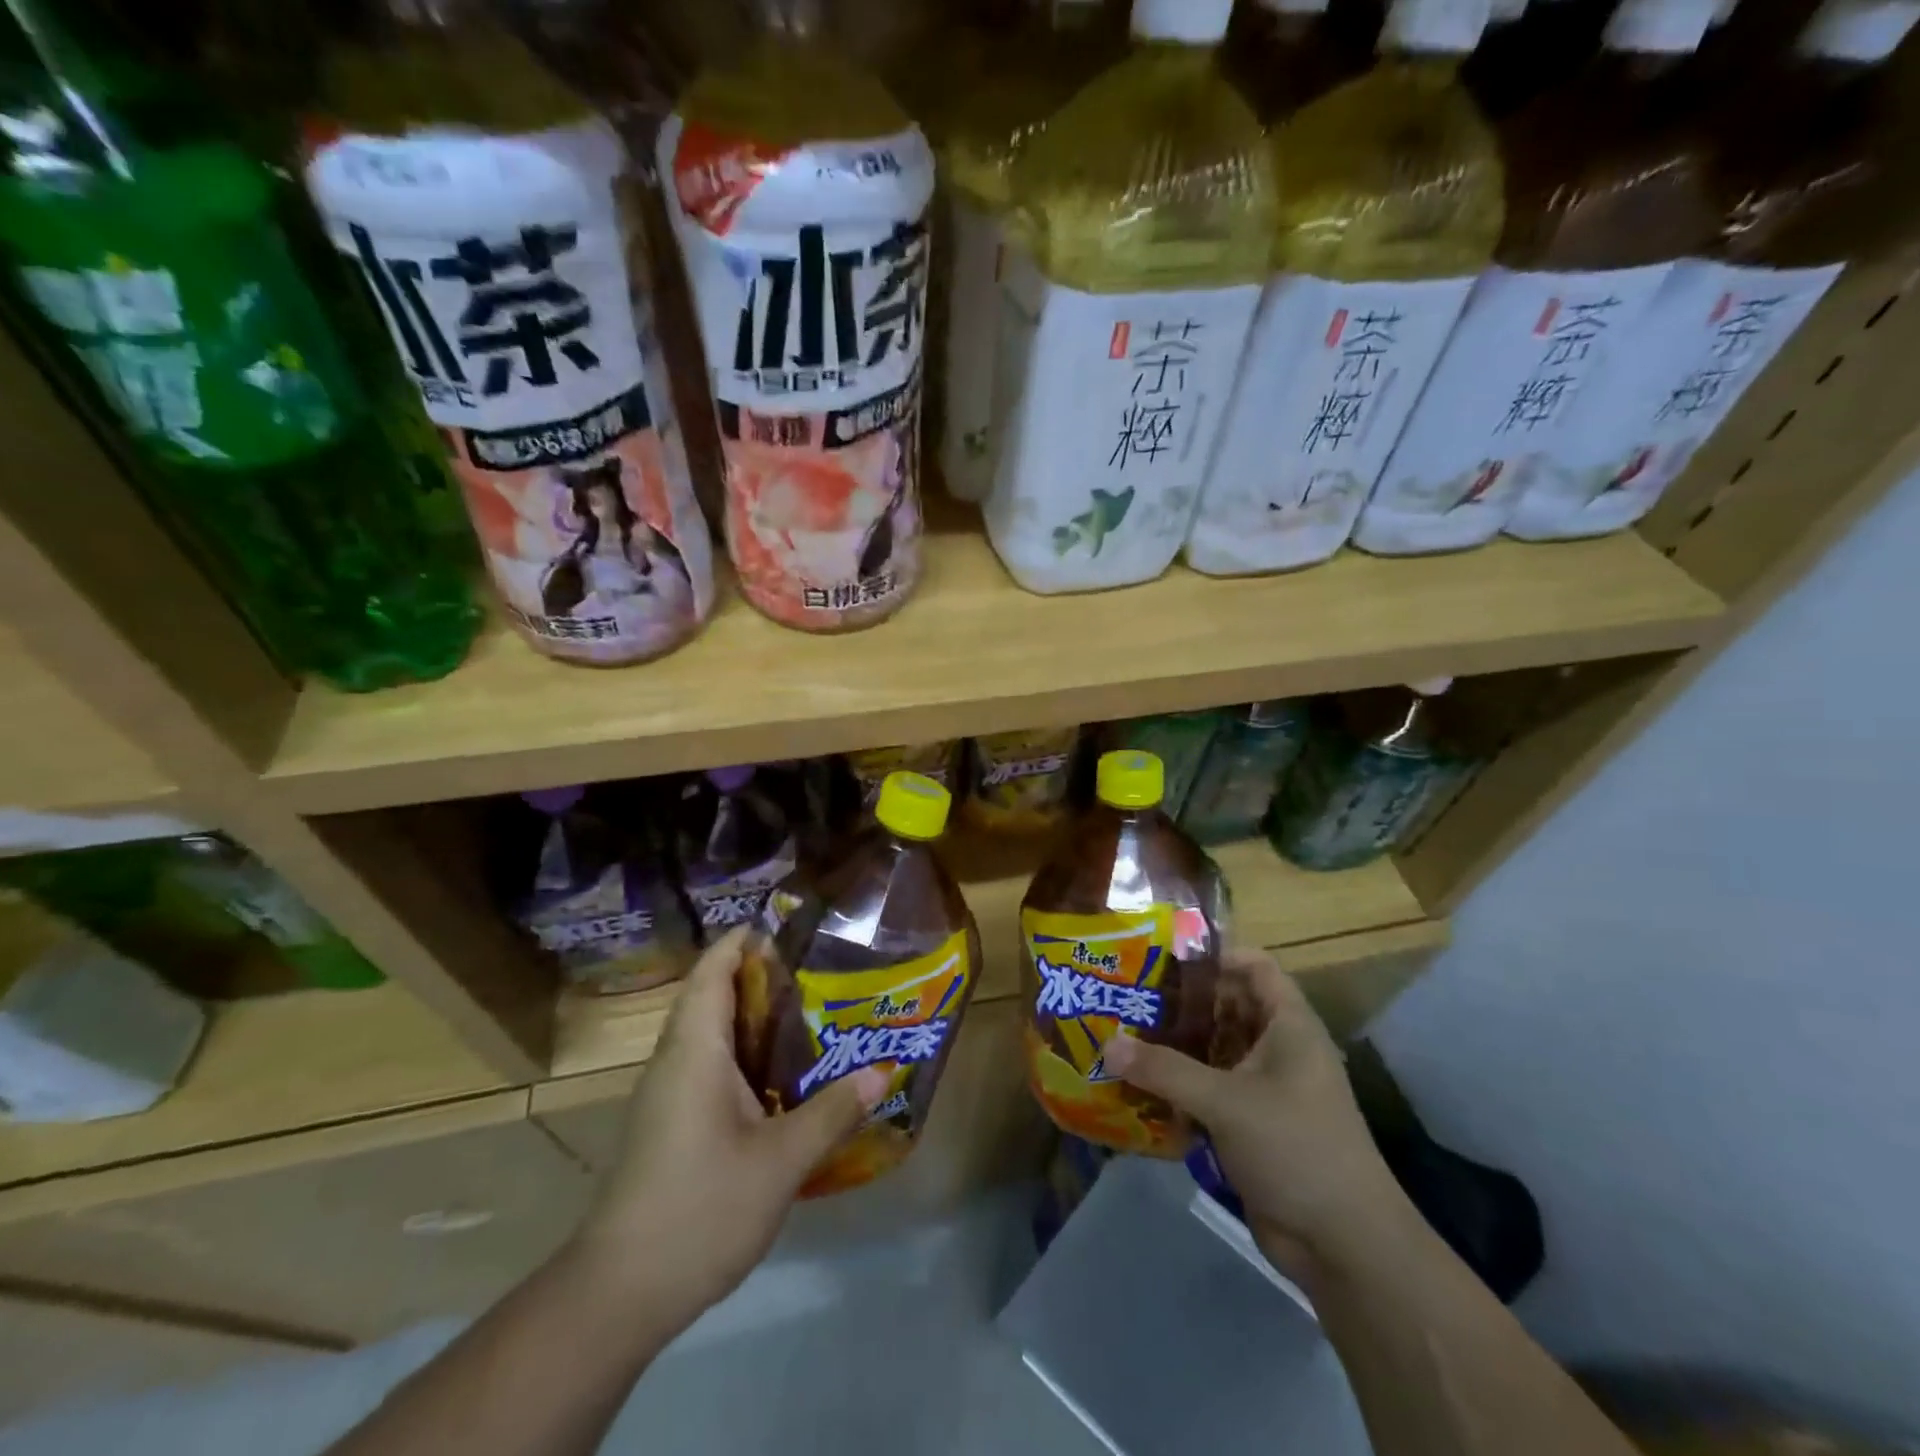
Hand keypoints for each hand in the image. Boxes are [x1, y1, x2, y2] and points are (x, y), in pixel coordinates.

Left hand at [572, 926, 889, 1321]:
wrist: (617, 1295)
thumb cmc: (699, 1210)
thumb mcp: (779, 1162)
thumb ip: (831, 1113)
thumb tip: (883, 1072)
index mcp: (695, 1051)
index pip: (712, 971)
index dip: (744, 941)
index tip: (791, 927)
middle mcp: (675, 1060)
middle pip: (712, 995)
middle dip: (760, 975)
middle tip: (819, 969)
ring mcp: (667, 1094)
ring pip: (711, 1033)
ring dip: (754, 1016)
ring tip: (812, 1011)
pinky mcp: (669, 1123)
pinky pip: (709, 1065)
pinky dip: (745, 1053)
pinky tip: (783, 1075)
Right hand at [1101, 948, 1409, 1274]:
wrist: (1345, 1246)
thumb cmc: (1296, 1149)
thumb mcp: (1226, 1102)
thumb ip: (1165, 1070)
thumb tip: (1108, 1044)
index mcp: (1289, 1026)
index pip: (1255, 967)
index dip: (1215, 956)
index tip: (1164, 959)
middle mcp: (1278, 1050)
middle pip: (1227, 1008)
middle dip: (1182, 1003)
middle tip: (1129, 995)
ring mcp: (1265, 1090)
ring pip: (1214, 1052)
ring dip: (1175, 1048)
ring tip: (1123, 1035)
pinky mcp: (1251, 1125)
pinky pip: (1209, 1092)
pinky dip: (1179, 1087)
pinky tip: (1139, 1087)